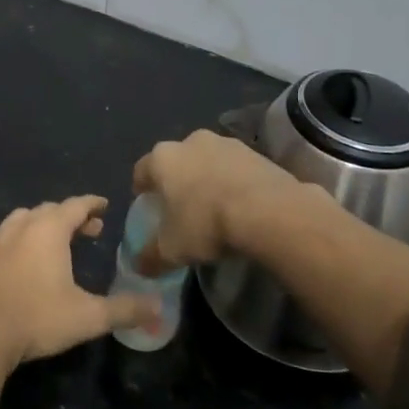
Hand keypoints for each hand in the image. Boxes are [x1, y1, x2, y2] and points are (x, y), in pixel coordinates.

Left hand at [0, 197, 157, 369]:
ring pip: (23, 220)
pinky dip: (20, 240)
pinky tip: (24, 263)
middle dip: (70, 216)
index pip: (75, 205)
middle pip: (49, 210)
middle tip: (89, 230)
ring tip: (56, 243)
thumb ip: (124, 310)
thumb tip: (158, 307)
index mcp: (48, 230)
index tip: (104, 205)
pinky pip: (4, 238)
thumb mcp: (87, 317)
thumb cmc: (37, 319)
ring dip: (42, 225)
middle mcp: (20, 227)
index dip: (92, 204)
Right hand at [132, 129, 315, 272]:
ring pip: (208, 160)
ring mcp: (227, 143)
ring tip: (215, 206)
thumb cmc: (206, 224)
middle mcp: (191, 141)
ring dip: (208, 178)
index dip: (142, 188)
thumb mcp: (171, 250)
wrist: (268, 211)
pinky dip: (235, 182)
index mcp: (162, 158)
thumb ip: (151, 257)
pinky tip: (242, 205)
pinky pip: (237, 168)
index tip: (147, 204)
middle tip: (182, 206)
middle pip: (177, 161)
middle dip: (177, 180)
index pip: (142, 170)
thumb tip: (140, 266)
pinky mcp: (257, 152)